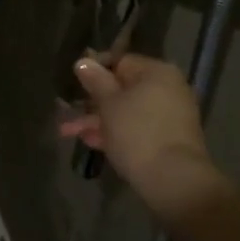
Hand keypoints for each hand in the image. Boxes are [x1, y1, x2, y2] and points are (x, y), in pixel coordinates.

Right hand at [58, 53, 214, 195]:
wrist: (173, 179)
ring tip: (68, 132)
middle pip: (123, 88)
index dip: (94, 71)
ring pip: (127, 111)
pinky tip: (91, 142)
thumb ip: (95, 80)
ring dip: (97, 120)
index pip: (120, 61)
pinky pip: (137, 127)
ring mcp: (169, 114)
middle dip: (92, 101)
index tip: (74, 82)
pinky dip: (116, 132)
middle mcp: (167, 88)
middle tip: (66, 110)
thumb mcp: (109, 103)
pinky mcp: (168, 138)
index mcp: (156, 72)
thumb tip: (84, 61)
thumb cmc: (137, 132)